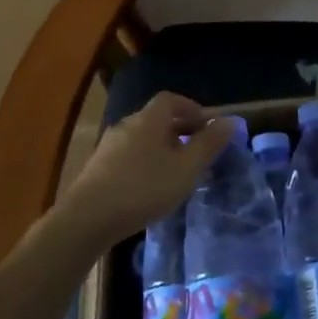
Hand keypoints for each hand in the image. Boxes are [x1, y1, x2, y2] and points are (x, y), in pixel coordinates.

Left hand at [57, 92, 234, 243]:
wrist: (87, 218)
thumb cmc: (144, 188)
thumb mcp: (186, 168)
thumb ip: (208, 144)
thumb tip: (230, 121)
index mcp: (149, 118)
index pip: (171, 99)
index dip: (191, 108)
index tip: (206, 126)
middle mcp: (127, 124)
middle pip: (156, 118)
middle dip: (178, 129)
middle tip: (195, 151)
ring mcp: (108, 145)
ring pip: (141, 138)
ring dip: (160, 148)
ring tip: (175, 172)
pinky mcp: (97, 167)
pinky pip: (128, 155)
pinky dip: (144, 162)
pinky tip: (148, 187)